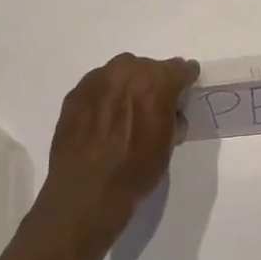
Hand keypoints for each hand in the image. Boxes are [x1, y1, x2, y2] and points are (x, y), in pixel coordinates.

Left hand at [39, 53, 199, 246]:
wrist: (86, 192)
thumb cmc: (135, 171)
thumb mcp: (168, 144)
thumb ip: (172, 116)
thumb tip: (169, 109)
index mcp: (156, 83)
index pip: (179, 68)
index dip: (185, 80)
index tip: (185, 89)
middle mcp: (126, 72)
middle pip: (148, 67)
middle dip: (154, 82)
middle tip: (153, 106)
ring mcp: (96, 80)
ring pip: (121, 72)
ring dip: (128, 86)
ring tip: (125, 112)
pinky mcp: (75, 93)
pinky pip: (98, 86)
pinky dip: (105, 96)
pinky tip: (103, 119)